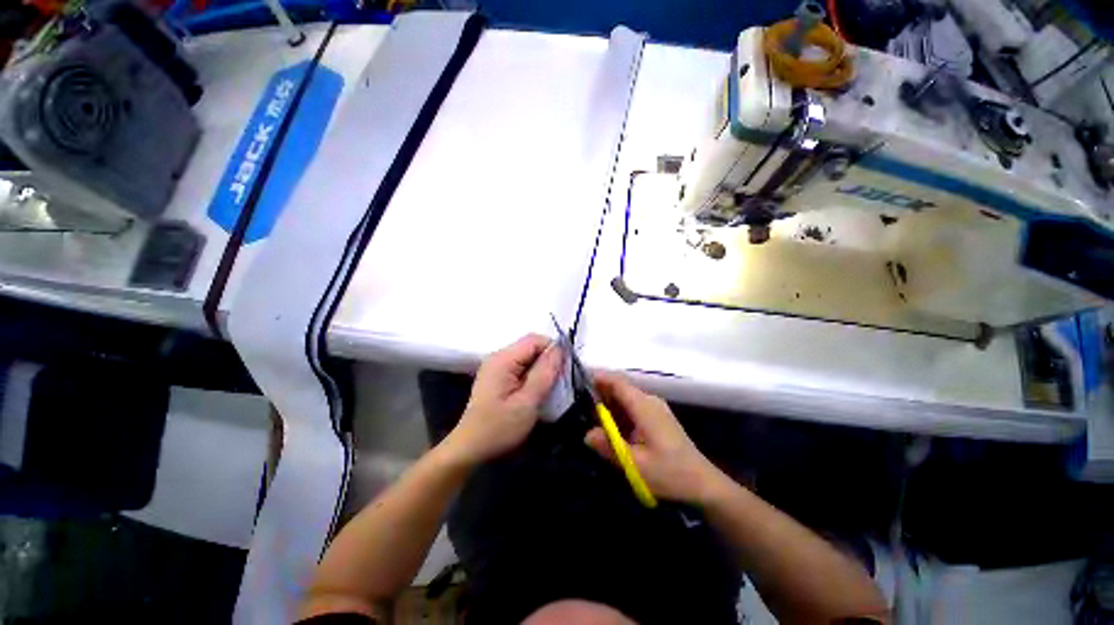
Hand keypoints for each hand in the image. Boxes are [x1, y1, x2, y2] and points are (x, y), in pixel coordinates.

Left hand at [444, 334, 562, 465]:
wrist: (470, 450)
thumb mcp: (527, 403)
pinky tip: (536, 392)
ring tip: (550, 389)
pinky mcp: (498, 377)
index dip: (553, 350)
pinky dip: (533, 376)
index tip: (565, 369)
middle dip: (548, 360)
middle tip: (559, 382)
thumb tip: (560, 349)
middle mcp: (498, 357)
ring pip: (528, 358)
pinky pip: (521, 368)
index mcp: (503, 359)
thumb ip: (544, 373)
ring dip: (542, 369)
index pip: (534, 340)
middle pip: (531, 347)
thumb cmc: (499, 428)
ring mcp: (497, 367)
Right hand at [585, 373, 724, 503]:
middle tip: (579, 407)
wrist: (703, 484)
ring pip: (625, 399)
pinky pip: (633, 408)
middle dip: (600, 395)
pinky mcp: (657, 418)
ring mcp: (655, 409)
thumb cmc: (669, 473)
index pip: (617, 382)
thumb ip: (609, 446)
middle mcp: (649, 401)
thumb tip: (586, 434)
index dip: (598, 378)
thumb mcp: (635, 464)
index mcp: (644, 406)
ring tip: (591, 419)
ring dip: (609, 406)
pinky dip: (619, 414)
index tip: (578, 382)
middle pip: (620, 389)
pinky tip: (611, 429)